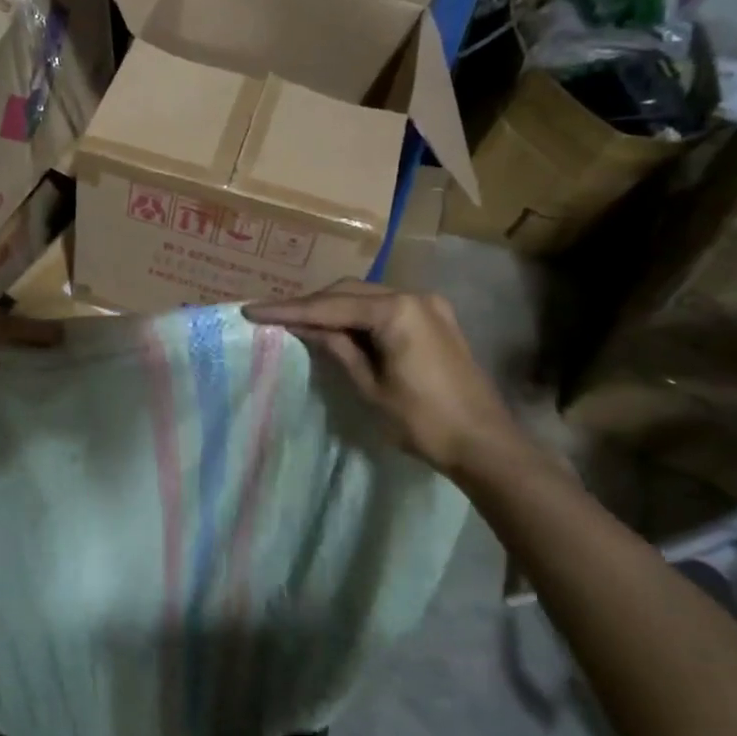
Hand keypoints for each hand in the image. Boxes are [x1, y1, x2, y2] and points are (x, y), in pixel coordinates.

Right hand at [245, 281, 527, 480]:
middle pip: (348, 292)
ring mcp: (428, 306)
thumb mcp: (370, 387)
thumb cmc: (424, 421)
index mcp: (397, 311)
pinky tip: (337, 328)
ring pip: (366, 297)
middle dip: (310, 304)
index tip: (251, 310)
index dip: (289, 310)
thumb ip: (337, 349)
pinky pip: (385, 307)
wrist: (485, 444)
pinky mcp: (434, 320)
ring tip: (298, 322)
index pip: (330, 306)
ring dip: (333, 308)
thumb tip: (306, 326)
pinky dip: (357, 315)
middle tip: (272, 317)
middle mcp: (413, 296)